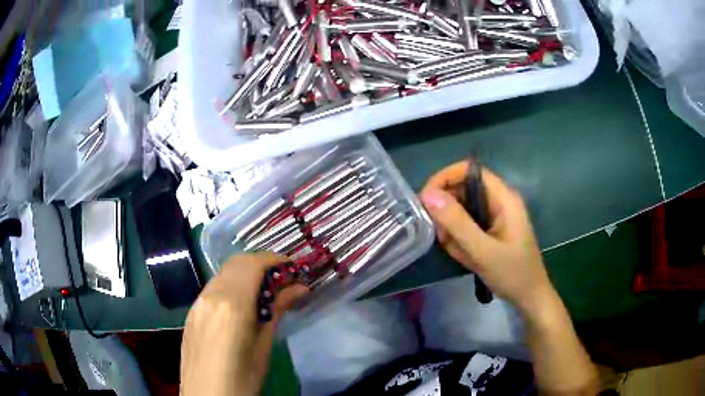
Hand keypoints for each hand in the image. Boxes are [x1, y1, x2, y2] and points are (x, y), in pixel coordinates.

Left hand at [181, 252, 307, 395]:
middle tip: (283, 280)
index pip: (253, 264)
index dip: (276, 260)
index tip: (294, 268)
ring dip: (245, 274)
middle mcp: (210, 295)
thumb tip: (299, 288)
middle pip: (237, 263)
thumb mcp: (264, 347)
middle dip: (261, 264)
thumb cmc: (241, 379)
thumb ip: (276, 311)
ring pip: (223, 274)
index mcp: (231, 304)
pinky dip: (231, 286)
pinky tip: (241, 307)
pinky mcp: (191, 313)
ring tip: (265, 293)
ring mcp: (197, 303)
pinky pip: (213, 288)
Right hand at [420, 162, 552, 314]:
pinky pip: (466, 225)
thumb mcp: (483, 251)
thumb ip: (457, 223)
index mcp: (503, 198)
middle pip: (463, 190)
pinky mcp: (490, 229)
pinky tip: (464, 256)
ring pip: (462, 210)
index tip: (425, 199)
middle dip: (447, 211)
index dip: (445, 178)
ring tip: (457, 251)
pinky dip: (459, 239)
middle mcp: (498, 201)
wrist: (529, 297)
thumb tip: (428, 195)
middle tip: (441, 235)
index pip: (469, 171)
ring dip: (452, 229)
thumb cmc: (512, 274)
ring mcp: (494, 216)